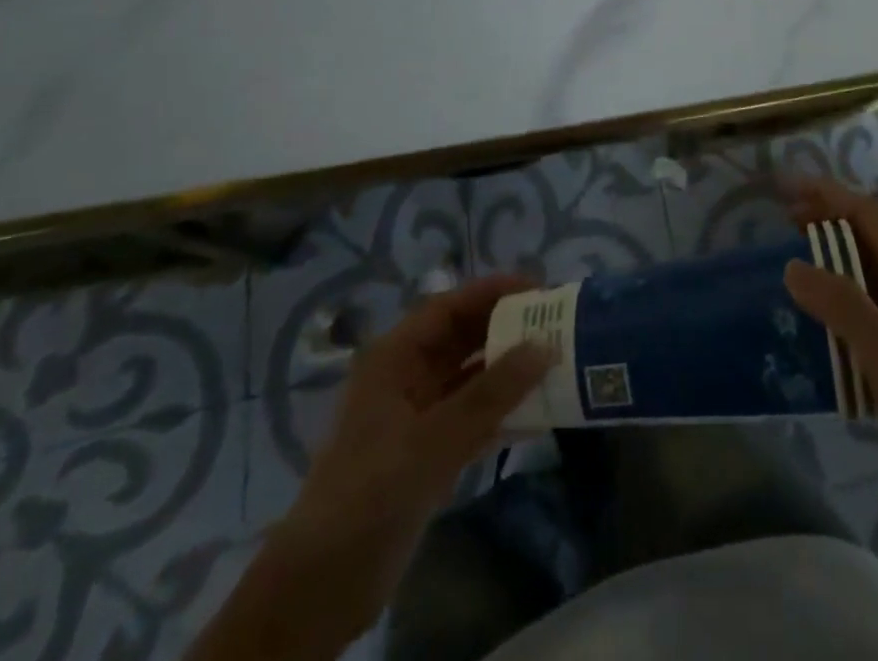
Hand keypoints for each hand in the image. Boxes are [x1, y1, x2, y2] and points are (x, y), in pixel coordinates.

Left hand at [264, 275, 552, 644]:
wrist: (321, 588)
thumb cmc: (371, 493)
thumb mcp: (435, 438)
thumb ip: (493, 392)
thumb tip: (546, 346)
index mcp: (394, 358)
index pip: (449, 308)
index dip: (492, 292)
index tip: (540, 289)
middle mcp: (405, 378)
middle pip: (462, 339)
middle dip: (507, 329)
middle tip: (556, 324)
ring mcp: (416, 417)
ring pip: (470, 378)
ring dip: (509, 372)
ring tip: (556, 362)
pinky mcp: (426, 454)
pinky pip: (472, 417)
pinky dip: (501, 412)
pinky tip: (538, 414)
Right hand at [783, 180, 877, 523]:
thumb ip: (844, 307)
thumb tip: (792, 265)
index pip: (865, 214)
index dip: (826, 193)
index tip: (785, 188)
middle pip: (861, 234)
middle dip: (823, 216)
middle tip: (780, 219)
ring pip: (857, 269)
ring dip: (824, 254)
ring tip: (788, 258)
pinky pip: (854, 306)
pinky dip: (828, 295)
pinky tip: (808, 315)